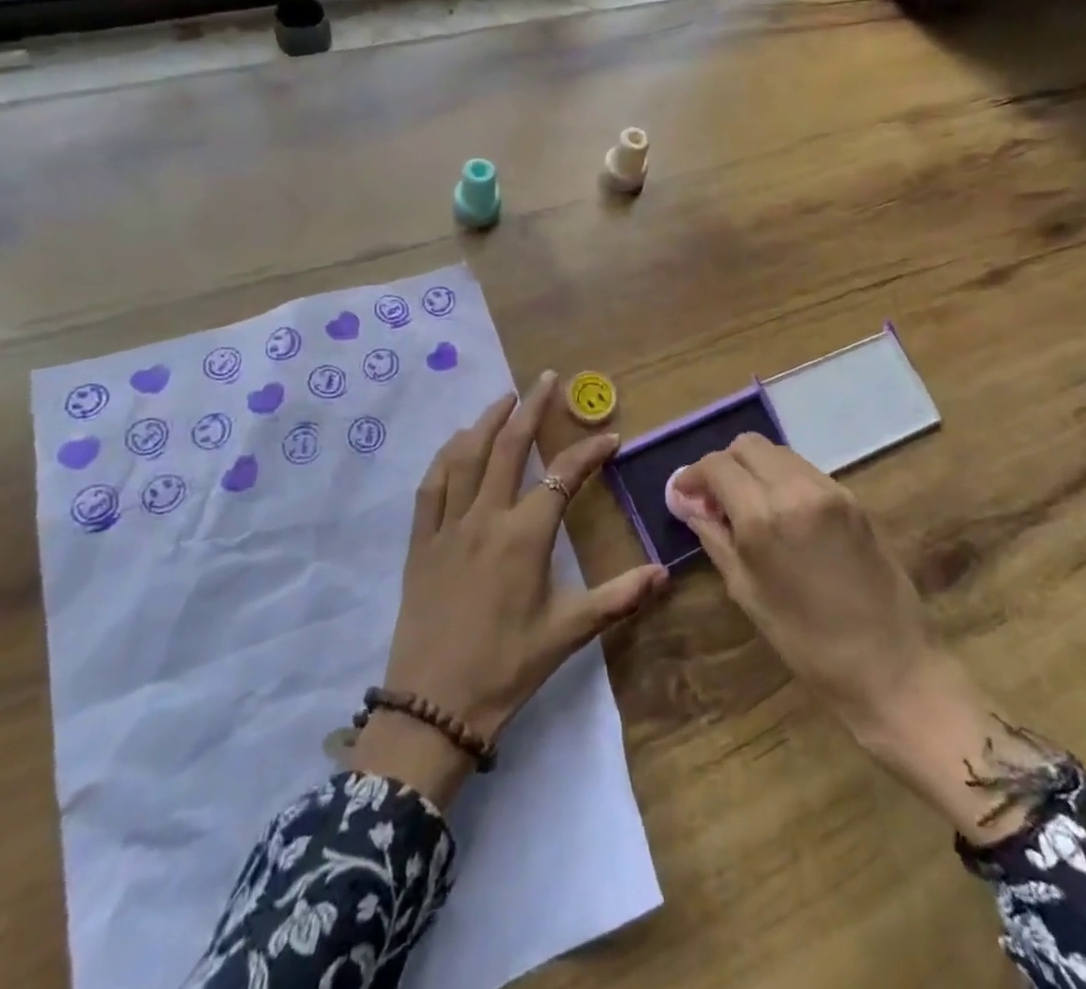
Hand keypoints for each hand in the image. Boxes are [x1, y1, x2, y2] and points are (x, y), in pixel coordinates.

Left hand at [351, 373, 669, 805]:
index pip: (562, 476)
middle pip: (508, 447)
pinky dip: (446, 456)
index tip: (611, 437)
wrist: (432, 707)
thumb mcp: (567, 633)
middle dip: (531, 408)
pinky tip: (457, 443)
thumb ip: (618, 598)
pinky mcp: (421, 542)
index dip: (589, 452)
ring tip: (506, 398)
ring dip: (487, 421)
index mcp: (524, 536)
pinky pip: (431, 485)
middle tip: (546, 378)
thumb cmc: (506, 668)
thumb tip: (665, 574)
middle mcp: (485, 518)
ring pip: (466, 456)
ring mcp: (448, 526)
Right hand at [670, 435, 1064, 842]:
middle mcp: (797, 489)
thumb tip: (686, 501)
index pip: (717, 465)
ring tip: (746, 507)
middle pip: (747, 445)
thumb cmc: (807, 643)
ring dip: (753, 469)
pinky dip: (781, 479)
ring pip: (777, 452)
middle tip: (713, 500)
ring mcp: (830, 490)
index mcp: (765, 517)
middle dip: (723, 465)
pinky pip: (804, 470)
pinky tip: (780, 514)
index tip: (684, 496)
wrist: (892, 666)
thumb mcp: (747, 591)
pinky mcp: (852, 498)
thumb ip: (714, 536)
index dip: (693, 476)